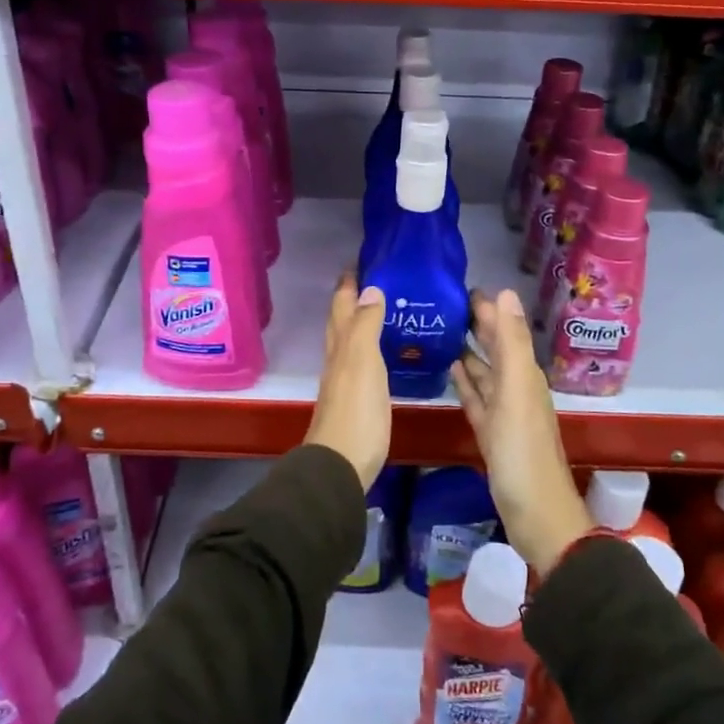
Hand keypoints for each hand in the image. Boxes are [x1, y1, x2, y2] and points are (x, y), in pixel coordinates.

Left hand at [303, 273, 390, 488]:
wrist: (341, 464)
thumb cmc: (356, 410)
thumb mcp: (363, 362)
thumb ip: (366, 326)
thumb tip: (370, 288)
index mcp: (341, 345)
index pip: (342, 305)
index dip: (349, 282)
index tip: (363, 260)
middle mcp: (339, 358)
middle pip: (341, 320)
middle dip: (352, 297)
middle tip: (374, 278)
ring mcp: (345, 381)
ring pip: (349, 341)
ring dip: (361, 321)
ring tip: (384, 307)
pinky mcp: (356, 400)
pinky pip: (362, 362)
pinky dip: (370, 348)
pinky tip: (383, 353)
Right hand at [452, 289, 591, 575]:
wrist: (536, 515)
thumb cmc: (523, 451)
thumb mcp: (517, 391)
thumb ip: (511, 342)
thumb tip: (505, 292)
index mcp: (523, 375)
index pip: (503, 330)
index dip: (486, 308)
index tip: (460, 286)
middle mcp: (516, 388)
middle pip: (494, 348)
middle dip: (476, 325)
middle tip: (444, 304)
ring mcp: (503, 413)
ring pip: (484, 372)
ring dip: (468, 351)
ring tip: (442, 331)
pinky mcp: (491, 434)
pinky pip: (476, 398)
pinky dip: (466, 382)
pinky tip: (451, 370)